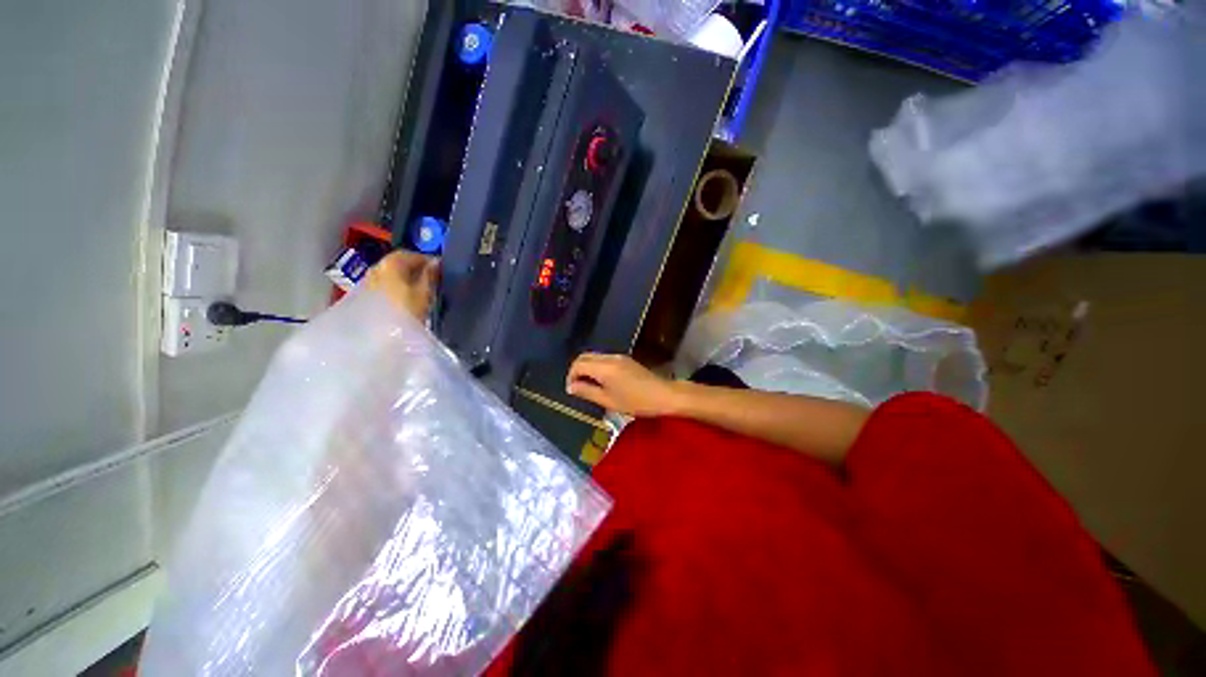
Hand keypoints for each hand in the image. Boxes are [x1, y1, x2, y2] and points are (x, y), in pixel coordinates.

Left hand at [366, 250, 439, 320]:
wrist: (377, 336)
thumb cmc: (405, 311)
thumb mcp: (424, 293)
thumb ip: (430, 275)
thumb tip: (435, 262)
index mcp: (391, 264)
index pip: (411, 254)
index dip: (426, 260)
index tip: (439, 268)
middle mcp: (376, 267)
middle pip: (398, 263)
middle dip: (414, 268)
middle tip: (430, 277)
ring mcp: (368, 281)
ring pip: (390, 274)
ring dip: (404, 277)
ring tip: (419, 288)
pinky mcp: (364, 295)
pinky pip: (384, 284)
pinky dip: (395, 286)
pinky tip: (404, 297)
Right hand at [566, 353, 681, 416]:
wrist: (663, 395)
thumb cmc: (635, 402)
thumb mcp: (608, 401)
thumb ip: (587, 392)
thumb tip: (571, 387)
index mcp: (604, 367)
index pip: (578, 364)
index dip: (571, 376)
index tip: (572, 390)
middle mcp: (610, 357)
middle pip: (585, 357)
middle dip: (577, 370)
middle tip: (577, 388)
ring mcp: (619, 357)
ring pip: (595, 357)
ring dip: (587, 368)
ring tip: (589, 387)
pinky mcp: (626, 359)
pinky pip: (604, 359)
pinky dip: (597, 367)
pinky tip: (602, 382)